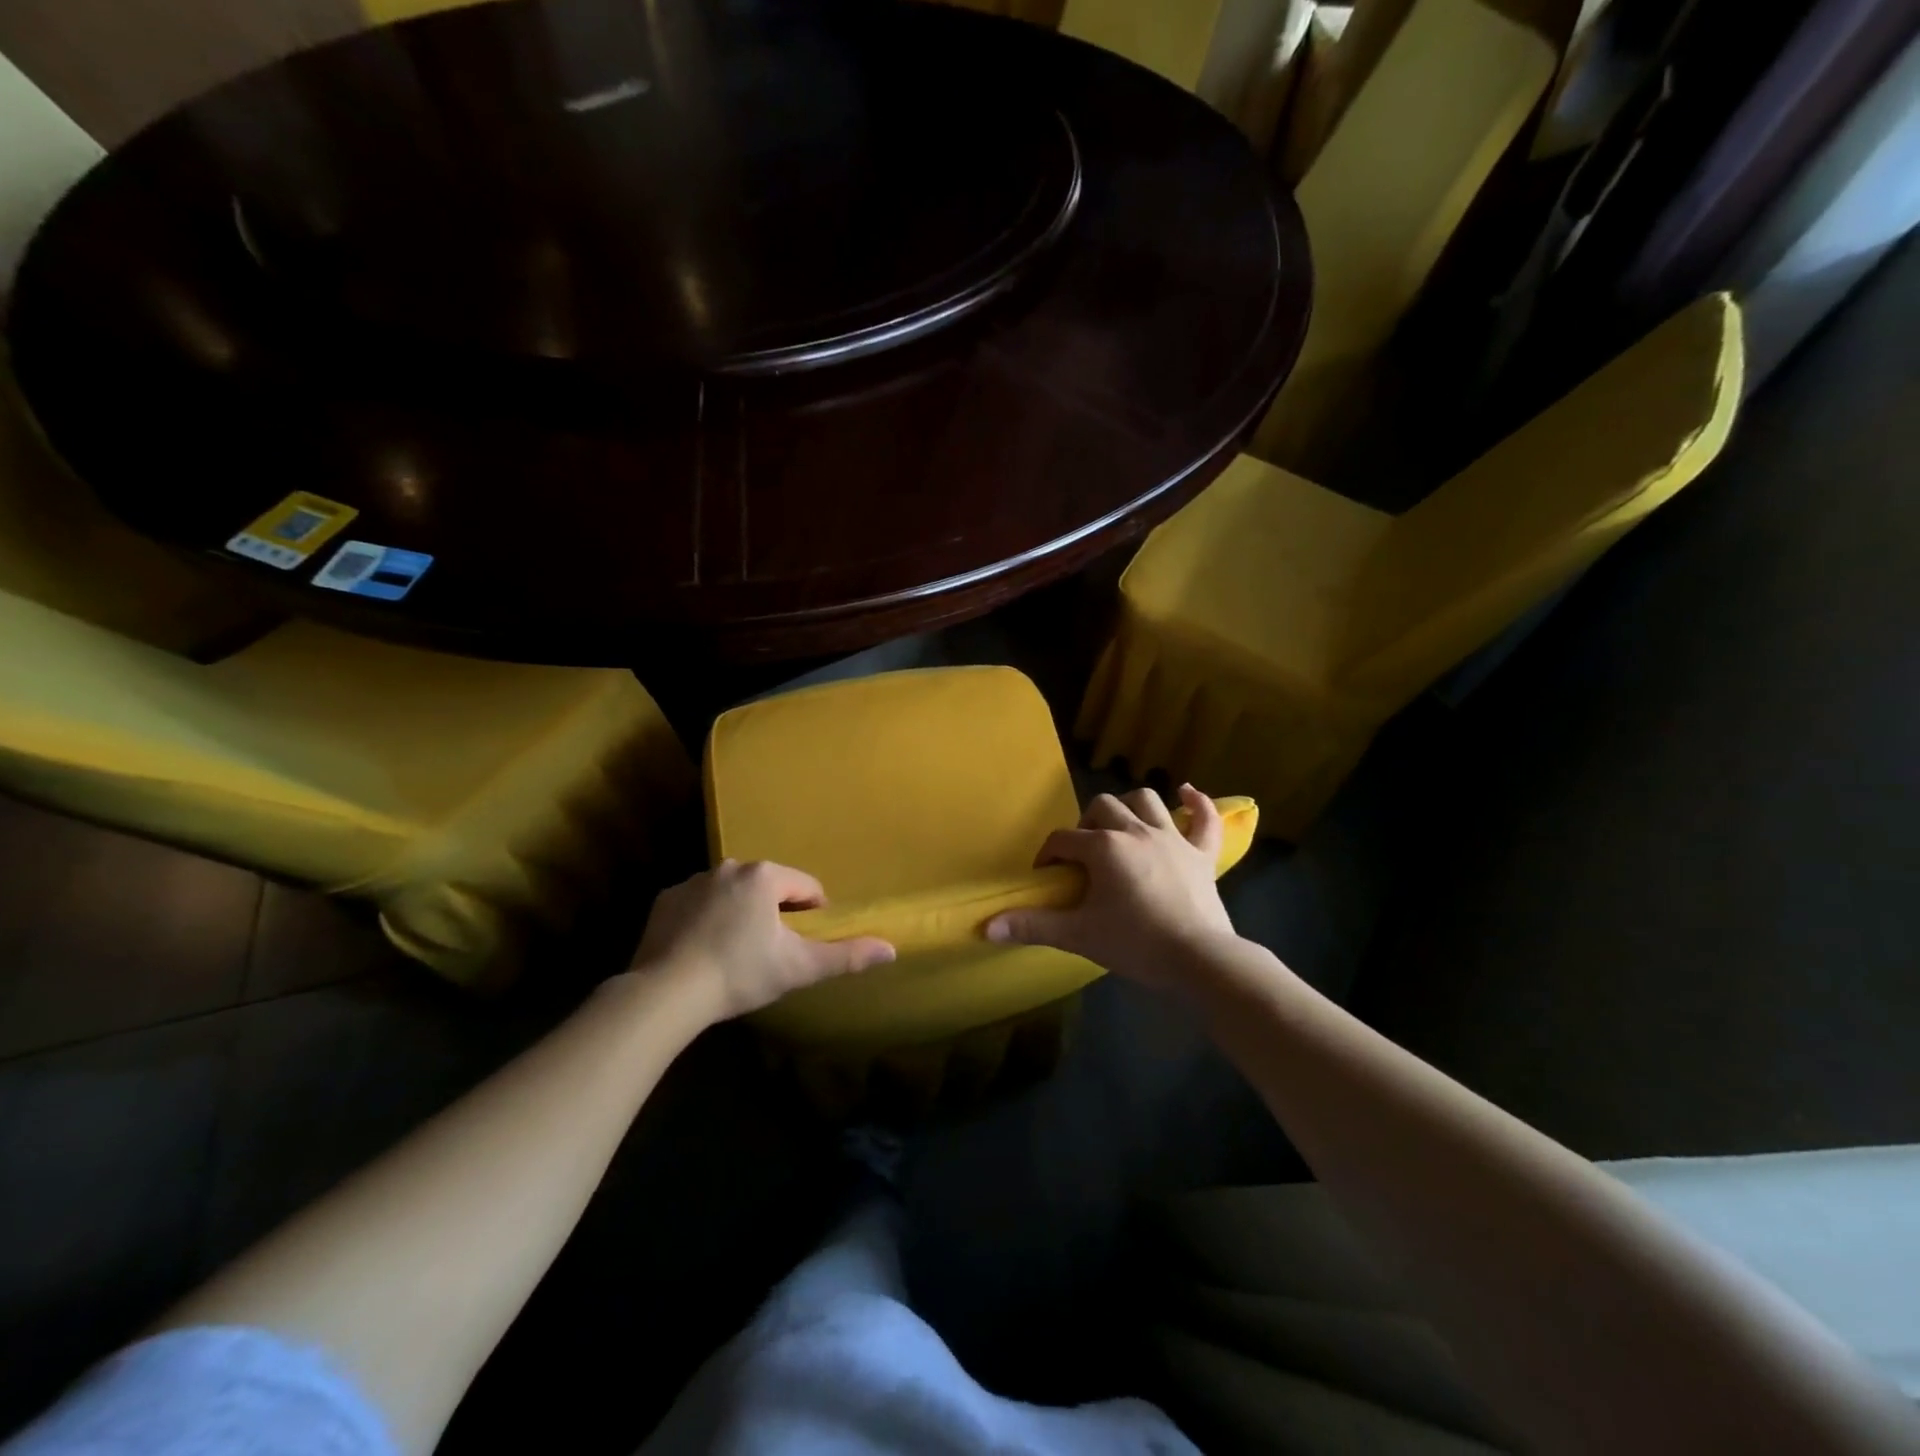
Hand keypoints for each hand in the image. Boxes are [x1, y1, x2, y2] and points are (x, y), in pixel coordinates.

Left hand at [631, 860, 894, 1023]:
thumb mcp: (799, 967)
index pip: (806, 888)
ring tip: (735, 955)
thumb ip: (846, 956)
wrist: (666, 993)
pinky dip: (706, 921)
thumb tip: (892, 949)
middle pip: (769, 888)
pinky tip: (703, 952)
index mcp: (765, 876)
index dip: (813, 916)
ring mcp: (694, 881)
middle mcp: (730, 867)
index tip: (803, 945)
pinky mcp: (665, 900)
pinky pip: (699, 905)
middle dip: (775, 915)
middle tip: (770, 954)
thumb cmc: (740, 974)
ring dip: (741, 915)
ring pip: (733, 894)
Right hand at [986, 785, 1237, 991]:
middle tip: (1084, 854)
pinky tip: (1187, 794)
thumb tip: (986, 927)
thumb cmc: (1135, 944)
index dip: (1049, 854)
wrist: (1198, 960)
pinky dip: (1196, 804)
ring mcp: (1173, 838)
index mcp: (1104, 847)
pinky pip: (1203, 818)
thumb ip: (1032, 926)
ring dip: (1129, 806)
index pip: (1064, 840)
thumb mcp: (1079, 936)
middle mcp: (1136, 831)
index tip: (1046, 875)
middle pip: (1102, 807)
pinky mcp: (1201, 854)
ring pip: (1147, 800)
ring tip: (1120, 826)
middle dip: (1087, 825)